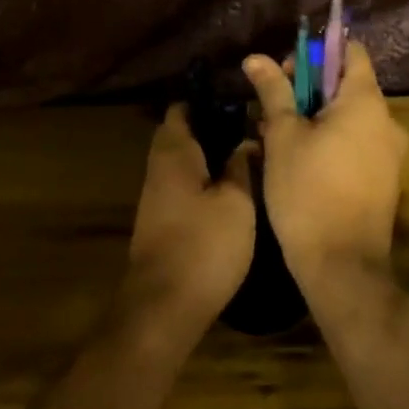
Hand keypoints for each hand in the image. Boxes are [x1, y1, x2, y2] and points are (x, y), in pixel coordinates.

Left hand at [122, 106, 255, 343]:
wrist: (164, 307)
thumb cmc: (203, 245)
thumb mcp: (236, 202)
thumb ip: (240, 167)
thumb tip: (245, 142)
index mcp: (174, 152)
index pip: (182, 108)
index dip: (208, 100)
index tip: (240, 100)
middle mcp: (159, 167)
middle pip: (182, 135)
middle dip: (213, 129)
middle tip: (251, 130)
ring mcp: (157, 196)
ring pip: (184, 162)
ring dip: (210, 157)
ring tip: (249, 158)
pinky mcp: (162, 221)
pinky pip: (184, 185)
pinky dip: (205, 181)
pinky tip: (233, 192)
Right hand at [243, 41, 408, 295]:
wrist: (343, 266)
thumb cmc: (308, 191)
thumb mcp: (282, 136)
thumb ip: (274, 91)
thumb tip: (256, 57)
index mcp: (366, 102)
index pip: (351, 52)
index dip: (318, 52)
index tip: (288, 69)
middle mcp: (387, 120)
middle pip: (347, 85)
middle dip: (309, 89)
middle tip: (273, 108)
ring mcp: (390, 152)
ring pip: (349, 117)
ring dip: (316, 117)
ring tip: (278, 138)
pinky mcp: (385, 178)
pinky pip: (357, 142)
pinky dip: (331, 140)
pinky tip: (300, 161)